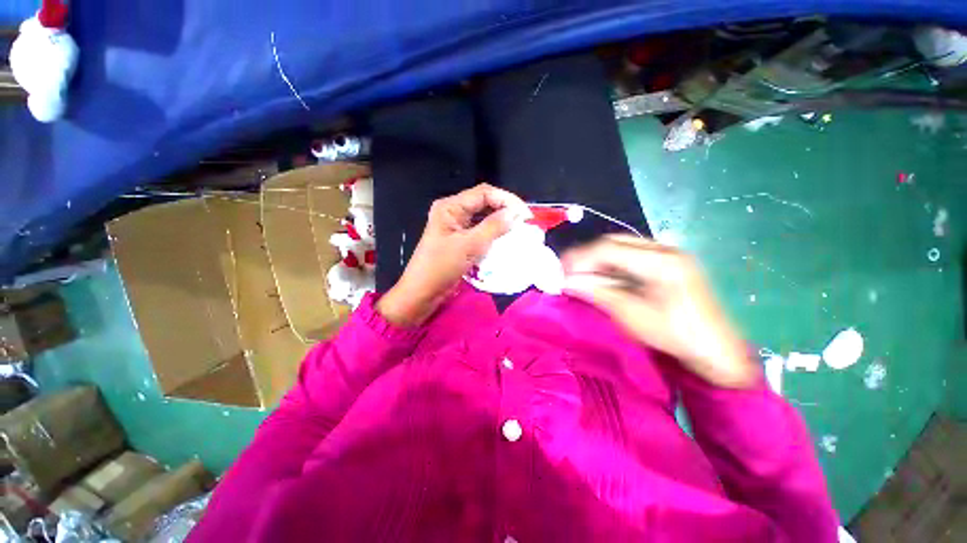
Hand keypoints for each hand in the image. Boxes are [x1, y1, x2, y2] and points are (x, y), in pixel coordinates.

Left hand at [377, 183, 529, 326]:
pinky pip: (480, 231)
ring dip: (500, 222)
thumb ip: (493, 227)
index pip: (484, 193)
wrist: (422, 293)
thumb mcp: (469, 246)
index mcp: (450, 207)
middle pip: (484, 203)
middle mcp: (453, 212)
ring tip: (518, 230)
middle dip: (505, 210)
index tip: (525, 215)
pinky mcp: (459, 240)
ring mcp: (456, 227)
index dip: (507, 200)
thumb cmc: (441, 267)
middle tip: (524, 222)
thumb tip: (515, 213)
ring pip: (483, 218)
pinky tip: (505, 240)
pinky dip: (493, 234)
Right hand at [562, 235, 757, 388]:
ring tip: (580, 274)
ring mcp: (667, 253)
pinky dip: (610, 264)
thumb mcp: (631, 314)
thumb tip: (566, 282)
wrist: (715, 350)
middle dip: (586, 255)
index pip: (608, 248)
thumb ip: (597, 292)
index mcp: (661, 261)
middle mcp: (664, 248)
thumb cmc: (674, 336)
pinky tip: (600, 276)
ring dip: (596, 259)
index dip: (580, 257)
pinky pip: (629, 255)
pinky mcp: (666, 262)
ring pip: (620, 246)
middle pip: (613, 242)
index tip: (560, 271)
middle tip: (567, 272)